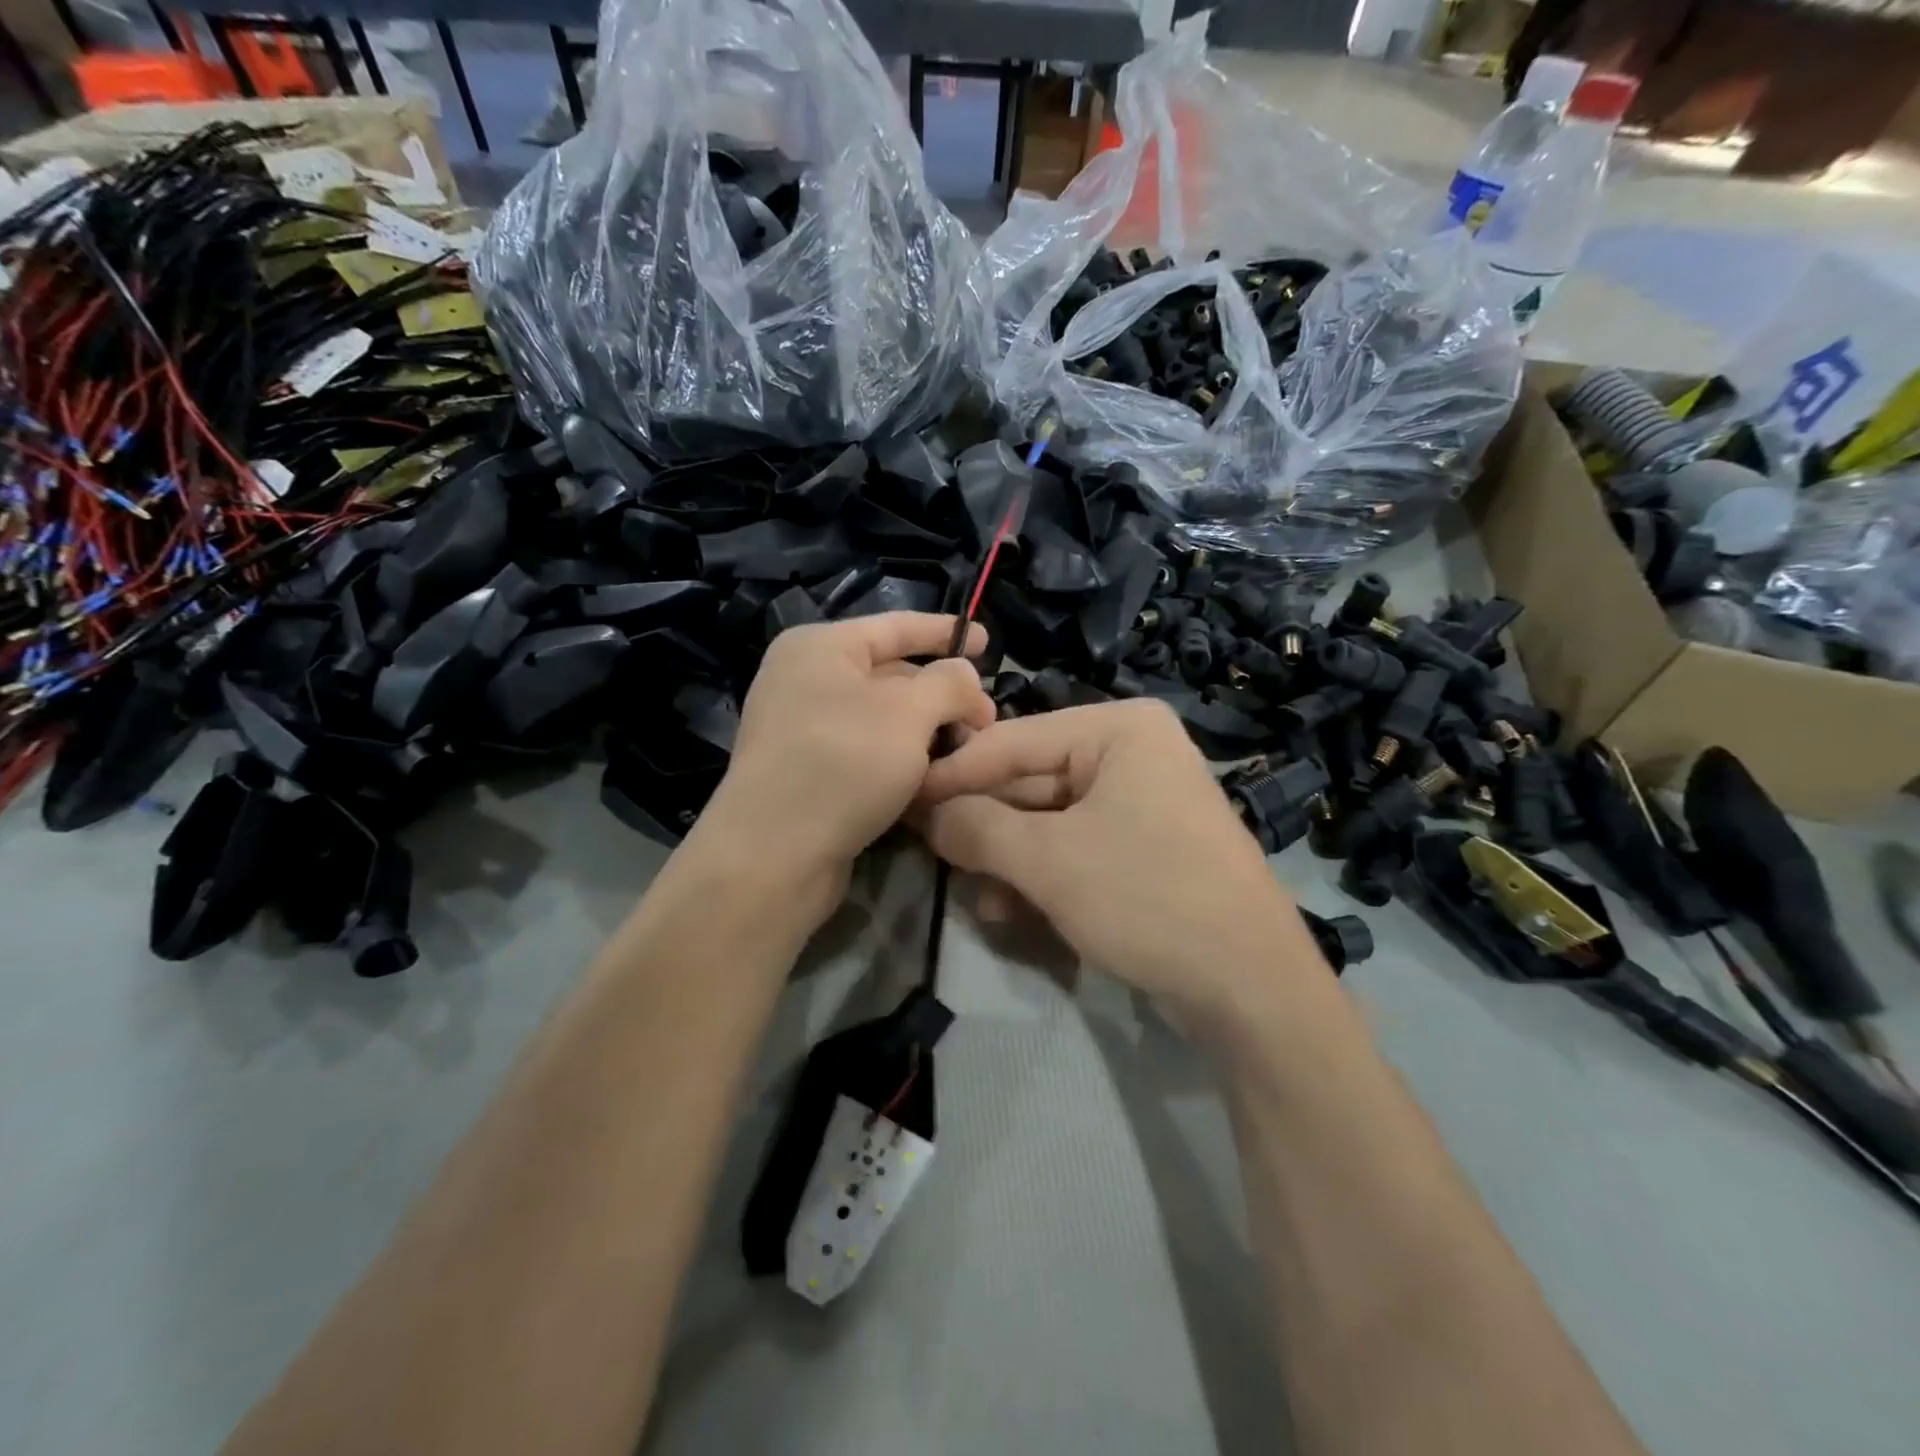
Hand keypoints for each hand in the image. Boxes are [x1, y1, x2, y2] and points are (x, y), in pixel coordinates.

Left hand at [690, 612, 993, 911]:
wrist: (774, 854)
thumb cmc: (844, 763)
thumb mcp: (909, 712)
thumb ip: (948, 683)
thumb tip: (965, 675)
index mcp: (820, 647)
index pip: (895, 626)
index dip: (945, 631)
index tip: (988, 641)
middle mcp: (804, 680)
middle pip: (890, 675)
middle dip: (942, 695)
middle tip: (986, 721)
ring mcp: (801, 728)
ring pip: (881, 718)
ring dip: (926, 731)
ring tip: (966, 751)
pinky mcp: (806, 772)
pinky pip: (865, 751)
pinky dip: (900, 758)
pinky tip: (931, 777)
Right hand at [914, 700, 1325, 1025]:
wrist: (1252, 987)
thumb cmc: (1147, 898)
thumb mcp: (1049, 860)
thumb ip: (977, 827)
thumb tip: (926, 813)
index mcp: (1119, 729)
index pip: (1013, 741)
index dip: (952, 775)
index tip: (902, 801)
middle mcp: (1133, 752)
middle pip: (1032, 780)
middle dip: (983, 825)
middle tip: (927, 850)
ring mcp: (1143, 800)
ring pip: (1050, 820)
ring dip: (1008, 858)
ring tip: (975, 895)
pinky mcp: (1147, 846)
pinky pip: (1077, 847)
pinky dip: (1043, 875)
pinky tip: (1012, 911)